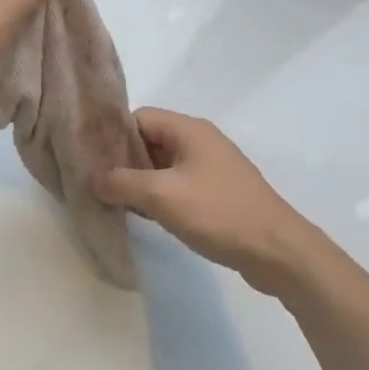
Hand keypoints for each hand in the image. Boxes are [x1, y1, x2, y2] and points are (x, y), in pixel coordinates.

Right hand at [96, 108, 325, 286]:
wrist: (278, 252)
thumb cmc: (219, 214)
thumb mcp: (161, 196)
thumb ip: (122, 183)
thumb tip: (93, 178)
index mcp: (189, 130)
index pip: (138, 117)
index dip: (112, 135)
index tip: (90, 159)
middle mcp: (201, 141)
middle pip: (149, 140)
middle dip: (123, 160)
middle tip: (96, 182)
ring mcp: (212, 167)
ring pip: (163, 165)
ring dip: (140, 181)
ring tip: (114, 201)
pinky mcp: (218, 192)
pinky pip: (178, 184)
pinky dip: (159, 195)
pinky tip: (145, 215)